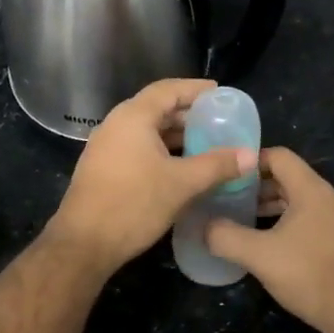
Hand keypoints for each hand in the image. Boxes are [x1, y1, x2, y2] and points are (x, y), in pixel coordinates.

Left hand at [49, 78, 256, 273]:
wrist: (84, 242)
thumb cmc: (134, 204)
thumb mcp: (182, 184)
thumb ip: (217, 166)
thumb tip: (250, 155)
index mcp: (133, 117)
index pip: (168, 89)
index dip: (196, 90)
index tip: (220, 94)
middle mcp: (116, 124)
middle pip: (157, 108)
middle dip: (188, 114)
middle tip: (219, 122)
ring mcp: (106, 146)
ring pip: (147, 131)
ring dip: (176, 135)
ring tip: (206, 145)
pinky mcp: (104, 167)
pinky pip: (138, 148)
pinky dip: (161, 151)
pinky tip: (181, 167)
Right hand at [205, 147, 333, 332]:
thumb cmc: (308, 274)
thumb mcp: (258, 255)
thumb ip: (225, 236)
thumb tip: (202, 227)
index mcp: (312, 190)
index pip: (279, 156)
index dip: (250, 162)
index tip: (226, 177)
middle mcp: (330, 197)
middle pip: (289, 177)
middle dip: (257, 186)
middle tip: (228, 200)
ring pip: (300, 200)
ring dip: (271, 206)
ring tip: (243, 221)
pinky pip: (311, 219)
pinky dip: (287, 222)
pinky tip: (270, 243)